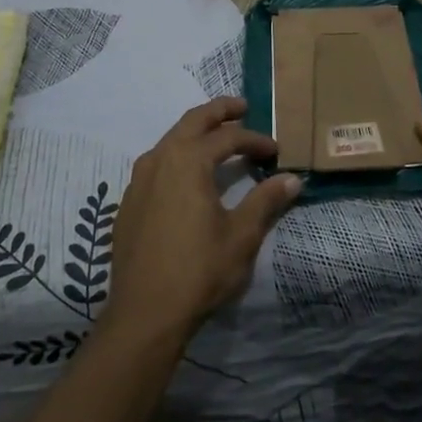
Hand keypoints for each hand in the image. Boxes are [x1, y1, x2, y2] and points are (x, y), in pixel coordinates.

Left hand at [107, 98, 301, 340]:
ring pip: (170, 139)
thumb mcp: (241, 235)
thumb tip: (292, 179)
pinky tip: (188, 175)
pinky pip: (157, 163)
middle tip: (242, 107)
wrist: (144, 314)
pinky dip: (178, 155)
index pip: (228, 137)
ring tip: (218, 137)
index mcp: (188, 160)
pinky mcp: (129, 202)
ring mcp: (139, 179)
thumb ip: (266, 201)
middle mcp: (160, 159)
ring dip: (196, 132)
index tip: (275, 151)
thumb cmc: (198, 271)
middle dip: (219, 111)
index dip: (255, 140)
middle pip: (192, 121)